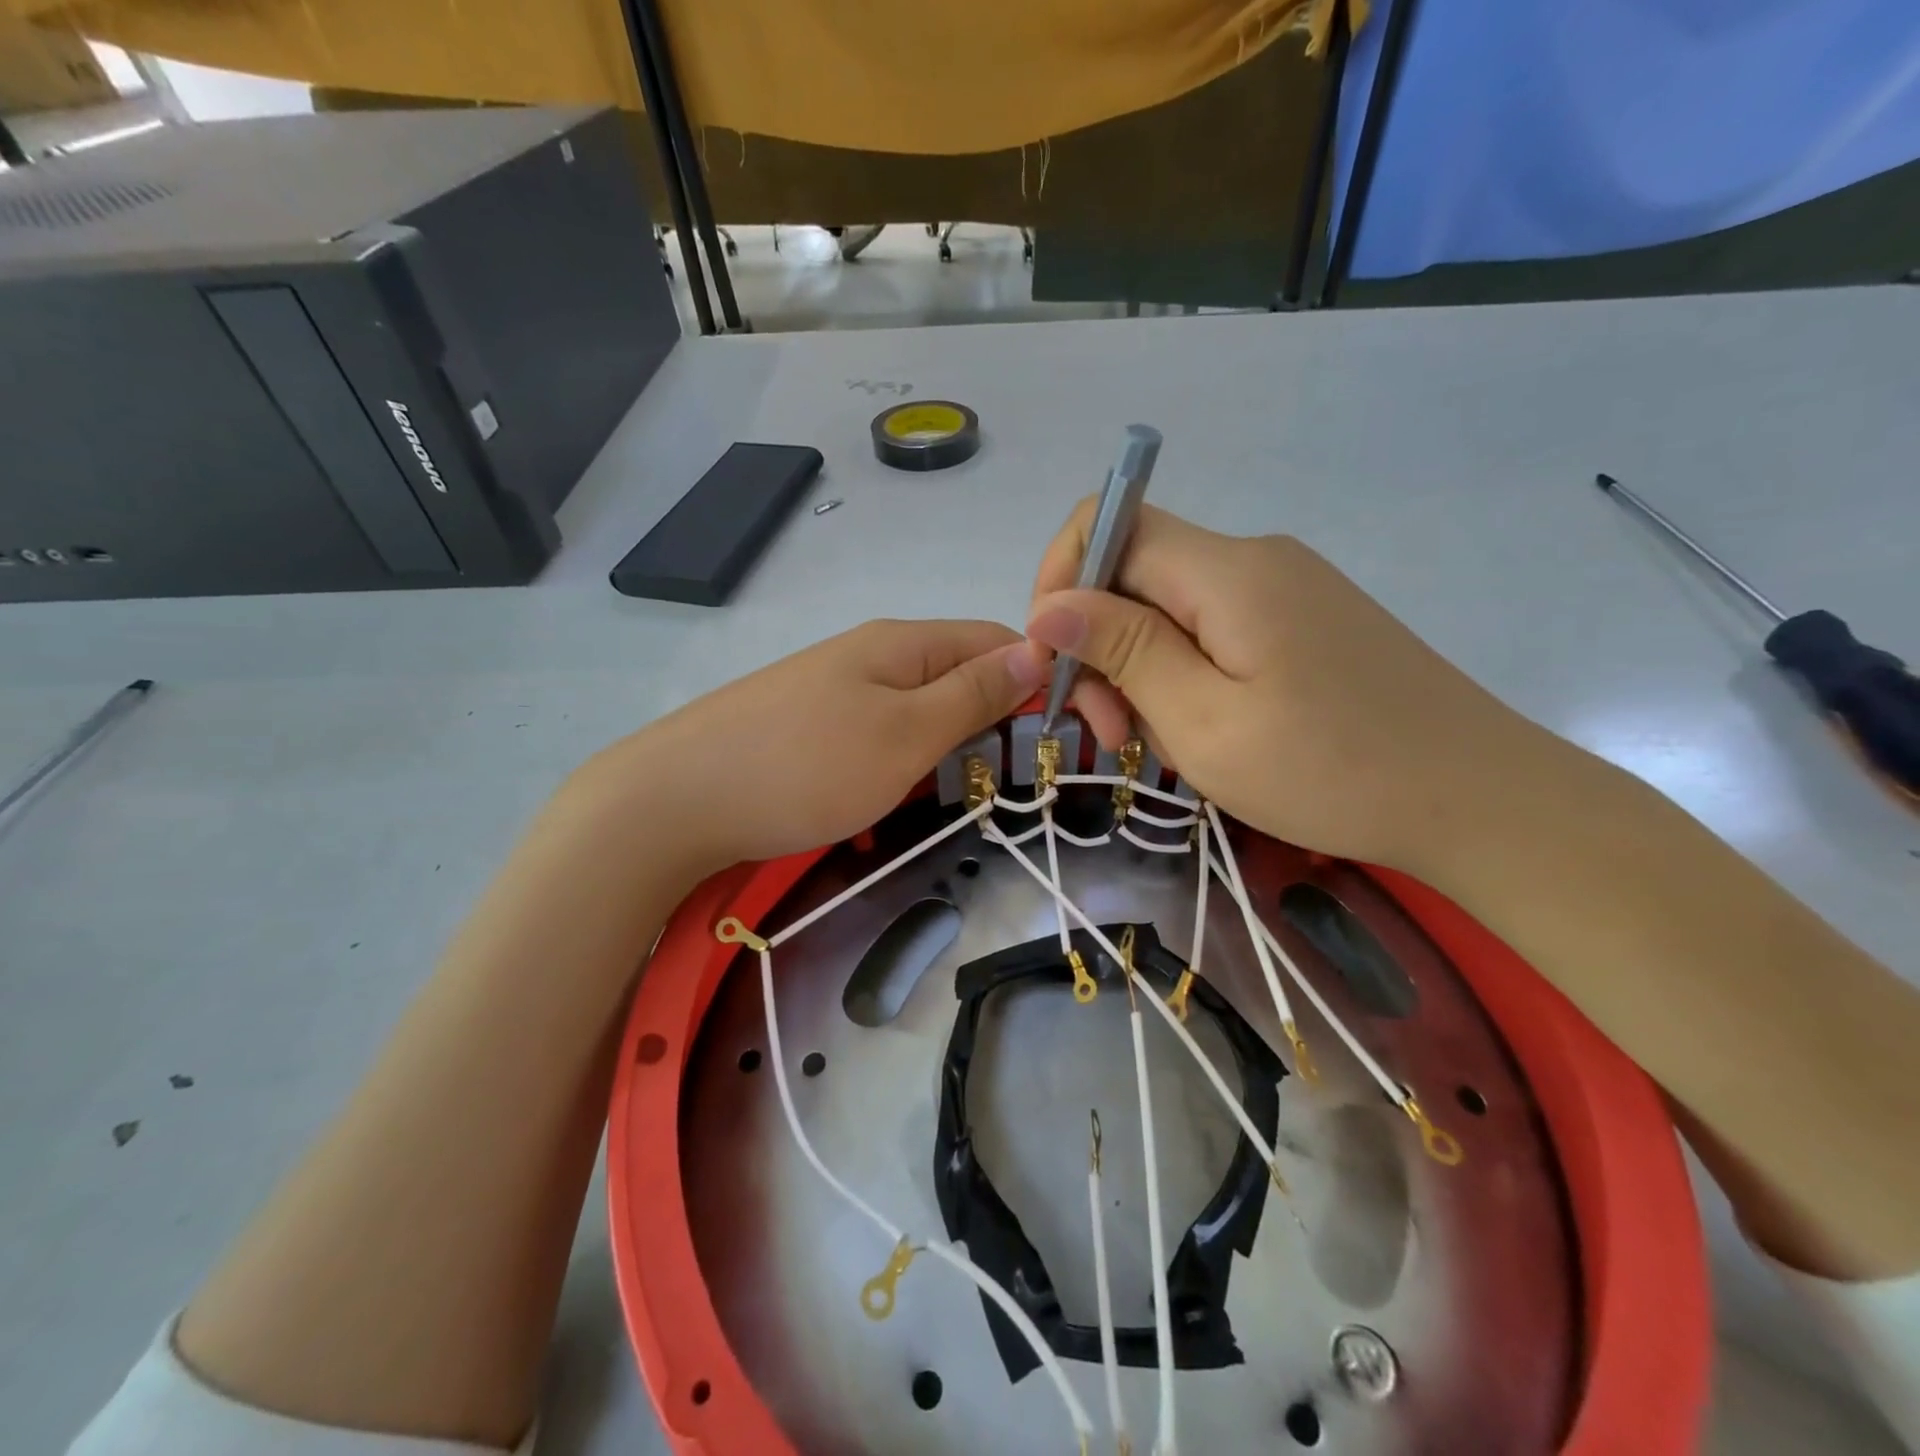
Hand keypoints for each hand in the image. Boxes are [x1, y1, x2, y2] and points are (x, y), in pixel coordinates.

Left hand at [594, 619, 1045, 870]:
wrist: (676, 799)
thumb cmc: (807, 766)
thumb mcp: (906, 732)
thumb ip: (973, 693)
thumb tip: (1035, 648)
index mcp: (903, 642)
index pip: (995, 639)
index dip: (1037, 678)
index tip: (1062, 735)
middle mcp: (871, 651)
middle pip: (957, 672)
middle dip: (993, 718)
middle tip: (1010, 776)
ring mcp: (835, 687)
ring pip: (919, 707)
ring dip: (947, 745)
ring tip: (956, 791)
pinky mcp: (809, 722)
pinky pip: (878, 732)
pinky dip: (902, 761)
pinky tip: (895, 793)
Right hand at [1026, 503, 1556, 872]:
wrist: (1479, 800)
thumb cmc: (1331, 770)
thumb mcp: (1205, 721)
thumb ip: (1125, 650)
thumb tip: (1052, 605)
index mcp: (1228, 571)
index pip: (1110, 524)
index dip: (1061, 578)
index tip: (1054, 661)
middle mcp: (1255, 561)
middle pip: (1137, 574)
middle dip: (1101, 646)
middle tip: (1112, 734)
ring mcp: (1285, 591)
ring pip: (1170, 611)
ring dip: (1142, 672)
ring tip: (1162, 746)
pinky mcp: (1303, 624)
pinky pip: (1212, 633)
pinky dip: (1184, 678)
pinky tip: (1203, 733)